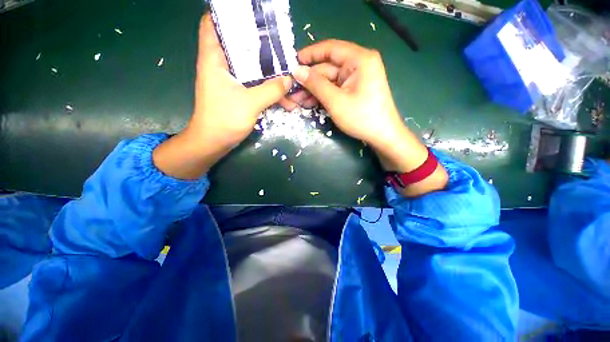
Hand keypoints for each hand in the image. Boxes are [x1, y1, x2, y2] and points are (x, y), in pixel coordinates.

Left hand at [187, 13, 291, 147]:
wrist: (214, 142)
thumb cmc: (224, 119)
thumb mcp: (250, 103)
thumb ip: (271, 90)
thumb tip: (289, 79)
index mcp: (214, 59)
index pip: (212, 24)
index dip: (227, 15)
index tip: (251, 16)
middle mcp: (221, 66)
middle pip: (239, 45)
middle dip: (259, 45)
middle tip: (280, 45)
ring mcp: (230, 81)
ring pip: (251, 68)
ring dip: (269, 73)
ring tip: (289, 75)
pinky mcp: (238, 94)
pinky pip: (255, 85)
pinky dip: (268, 89)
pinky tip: (284, 98)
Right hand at [288, 40, 447, 195]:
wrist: (382, 136)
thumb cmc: (362, 118)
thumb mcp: (336, 101)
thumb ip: (316, 84)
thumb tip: (297, 70)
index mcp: (359, 59)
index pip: (330, 48)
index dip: (310, 54)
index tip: (292, 62)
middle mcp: (358, 64)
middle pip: (328, 67)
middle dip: (309, 79)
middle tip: (291, 89)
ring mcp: (356, 79)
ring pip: (329, 80)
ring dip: (313, 90)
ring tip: (297, 100)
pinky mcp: (353, 90)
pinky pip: (334, 89)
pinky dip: (322, 95)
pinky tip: (309, 103)